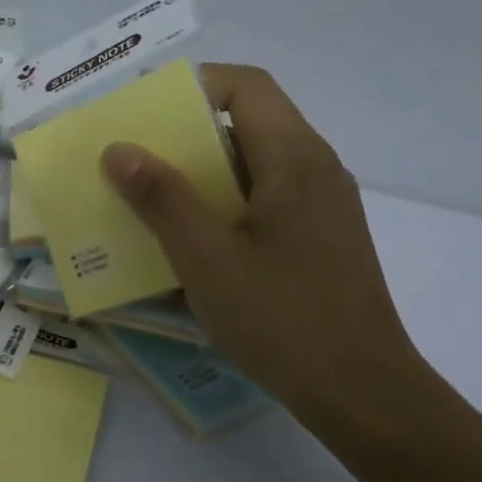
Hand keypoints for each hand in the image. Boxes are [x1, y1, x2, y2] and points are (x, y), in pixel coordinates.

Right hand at [102, 64, 422, 418]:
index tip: (141, 114)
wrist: (364, 395)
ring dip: (196, 175)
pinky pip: (259, 201)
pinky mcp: (315, 240)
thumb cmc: (284, 319)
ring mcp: (319, 208)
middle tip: (128, 159)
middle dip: (182, 136)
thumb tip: (118, 148)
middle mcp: (314, 170)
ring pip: (249, 166)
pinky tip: (186, 243)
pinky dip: (218, 206)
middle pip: (244, 125)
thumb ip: (162, 198)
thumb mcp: (207, 258)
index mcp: (295, 159)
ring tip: (144, 200)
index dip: (192, 86)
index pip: (246, 87)